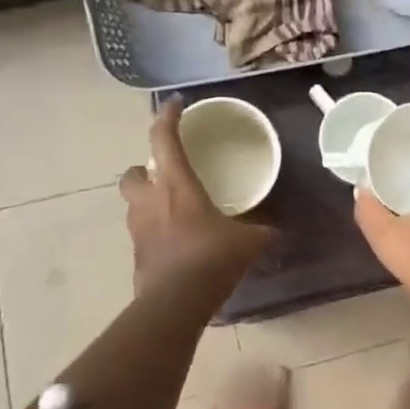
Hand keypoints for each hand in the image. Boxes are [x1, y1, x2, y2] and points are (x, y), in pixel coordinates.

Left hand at [120, 101, 273, 292]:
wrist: (175, 304)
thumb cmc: (211, 258)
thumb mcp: (247, 242)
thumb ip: (261, 232)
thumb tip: (278, 231)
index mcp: (175, 184)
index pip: (163, 138)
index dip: (167, 116)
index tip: (175, 104)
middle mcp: (150, 201)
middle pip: (132, 173)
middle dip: (143, 169)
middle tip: (165, 173)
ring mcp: (138, 230)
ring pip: (133, 205)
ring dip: (147, 201)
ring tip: (172, 208)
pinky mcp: (136, 257)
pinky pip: (142, 235)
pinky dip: (154, 233)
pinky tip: (176, 242)